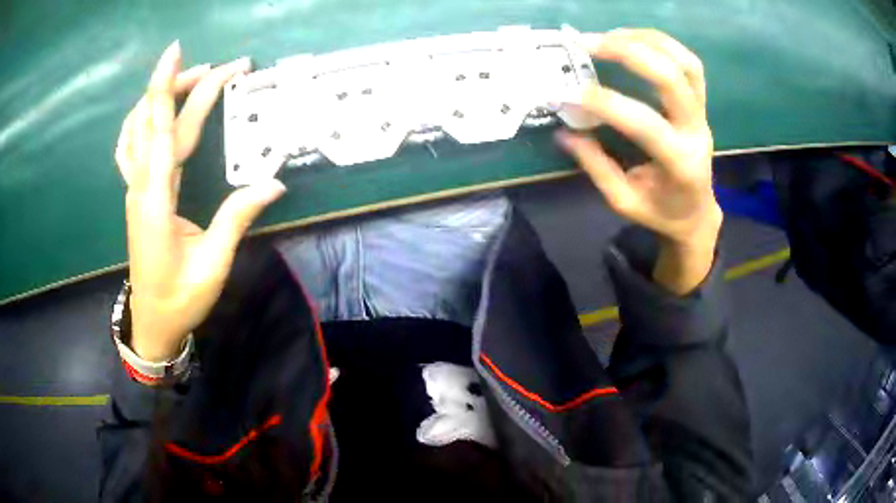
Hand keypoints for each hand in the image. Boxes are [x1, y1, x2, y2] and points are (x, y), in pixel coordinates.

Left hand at [115, 41, 285, 361]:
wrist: (151, 321)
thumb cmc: (180, 299)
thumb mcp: (212, 265)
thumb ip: (236, 218)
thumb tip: (273, 183)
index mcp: (156, 201)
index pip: (163, 131)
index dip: (171, 89)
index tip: (180, 52)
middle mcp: (140, 186)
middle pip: (153, 120)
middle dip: (182, 83)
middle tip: (223, 66)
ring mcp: (134, 188)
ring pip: (138, 128)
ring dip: (160, 96)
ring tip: (193, 78)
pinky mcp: (136, 193)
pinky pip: (130, 146)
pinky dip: (141, 119)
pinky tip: (154, 111)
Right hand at [557, 29, 720, 293]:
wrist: (697, 214)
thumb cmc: (661, 213)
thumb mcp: (624, 202)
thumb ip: (596, 166)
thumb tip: (564, 132)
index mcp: (680, 164)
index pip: (646, 124)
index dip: (607, 104)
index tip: (569, 94)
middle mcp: (696, 132)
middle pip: (672, 79)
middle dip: (629, 53)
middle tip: (588, 43)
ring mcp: (702, 114)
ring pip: (686, 64)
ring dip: (647, 41)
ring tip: (610, 35)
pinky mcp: (700, 104)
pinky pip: (689, 65)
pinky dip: (661, 44)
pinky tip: (632, 39)